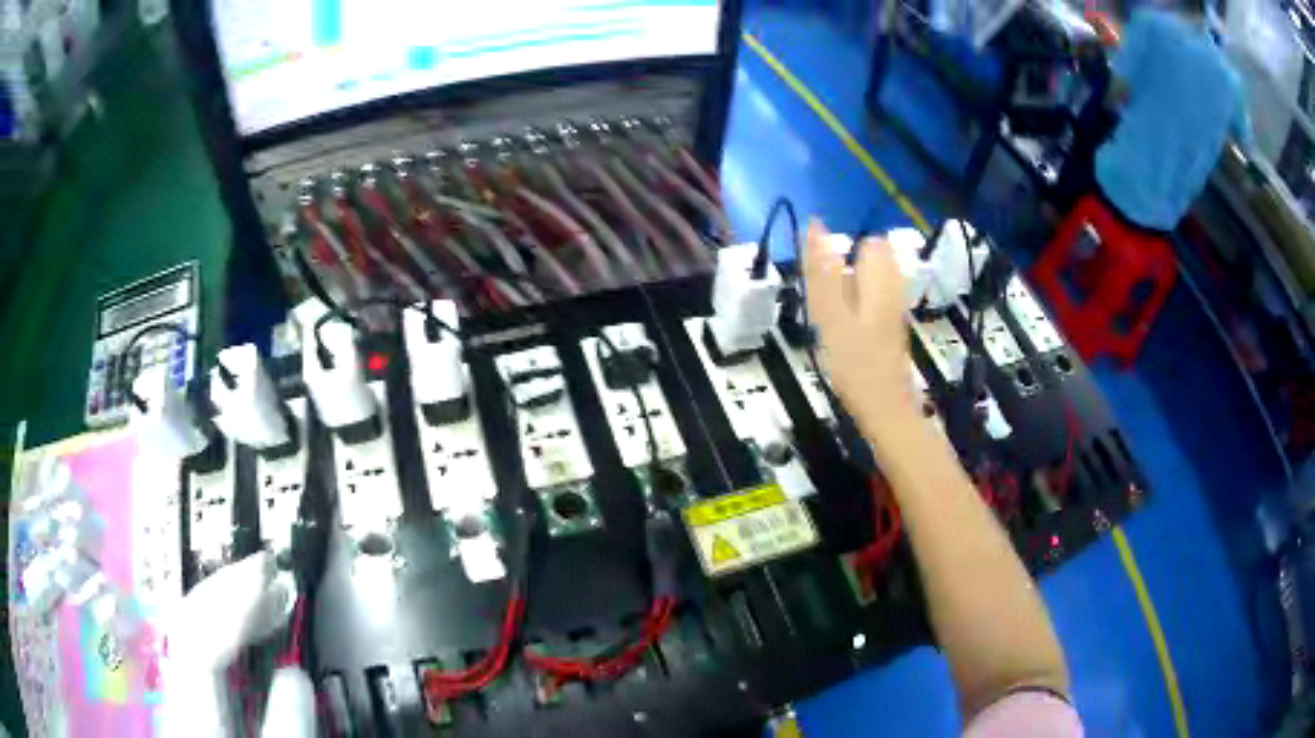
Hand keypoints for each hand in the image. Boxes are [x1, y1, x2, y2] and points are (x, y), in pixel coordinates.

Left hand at [160, 552, 296, 736]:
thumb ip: (283, 729)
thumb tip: (297, 676)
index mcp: (190, 708)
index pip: (201, 635)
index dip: (233, 598)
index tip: (267, 570)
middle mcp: (172, 689)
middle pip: (185, 619)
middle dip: (225, 588)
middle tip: (265, 568)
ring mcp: (173, 691)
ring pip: (187, 629)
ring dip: (223, 604)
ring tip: (259, 591)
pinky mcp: (182, 699)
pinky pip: (194, 648)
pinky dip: (219, 631)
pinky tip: (239, 631)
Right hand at [803, 219, 918, 440]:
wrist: (886, 411)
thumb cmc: (856, 366)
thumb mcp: (831, 316)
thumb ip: (822, 273)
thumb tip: (813, 226)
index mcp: (880, 281)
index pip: (869, 244)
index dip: (842, 253)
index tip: (821, 279)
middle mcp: (892, 290)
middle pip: (870, 263)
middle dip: (844, 273)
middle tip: (827, 304)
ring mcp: (894, 311)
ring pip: (870, 284)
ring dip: (847, 293)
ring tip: (832, 320)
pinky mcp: (890, 329)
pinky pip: (872, 304)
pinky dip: (854, 311)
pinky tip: (843, 333)